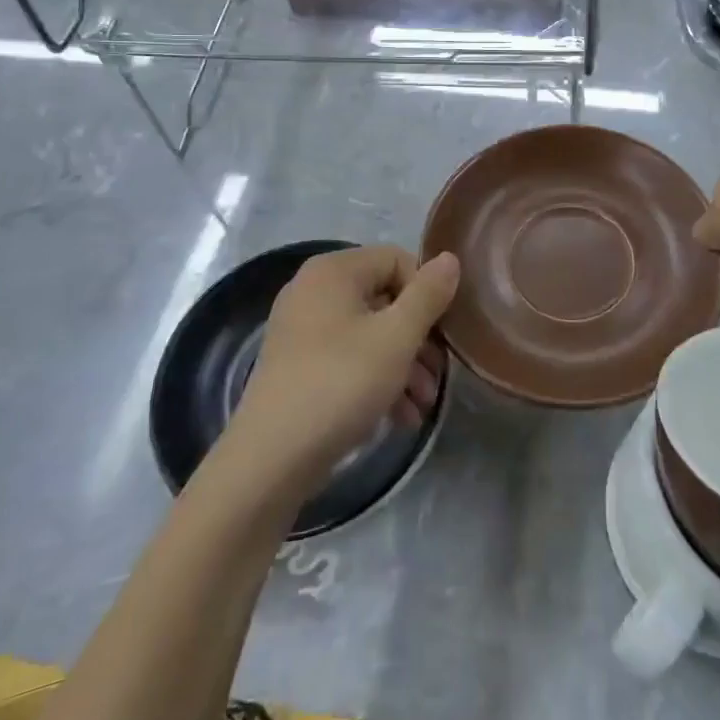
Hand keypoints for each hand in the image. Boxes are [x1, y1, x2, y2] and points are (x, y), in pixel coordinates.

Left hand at [232, 246, 459, 485]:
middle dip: (418, 339)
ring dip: (403, 365)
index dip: (426, 294)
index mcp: (334, 270)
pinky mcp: (297, 365)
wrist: (269, 460)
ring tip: (421, 405)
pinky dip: (376, 380)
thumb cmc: (340, 384)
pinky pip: (348, 357)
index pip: (397, 260)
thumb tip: (450, 258)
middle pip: (385, 298)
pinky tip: (398, 417)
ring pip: (369, 333)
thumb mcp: (396, 338)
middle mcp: (313, 290)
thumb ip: (428, 295)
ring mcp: (302, 329)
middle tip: (437, 377)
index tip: (442, 335)